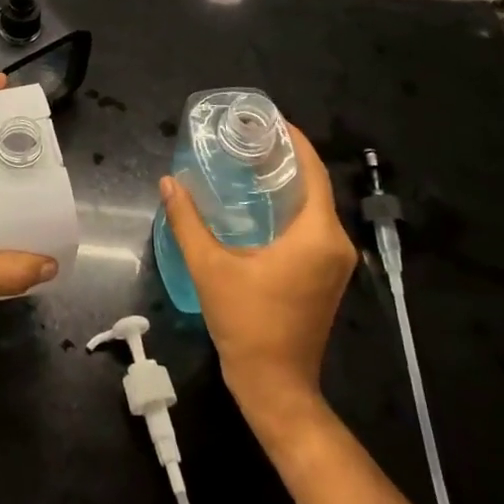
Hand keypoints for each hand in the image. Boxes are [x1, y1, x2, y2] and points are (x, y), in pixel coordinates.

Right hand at [159, 124, 355, 425]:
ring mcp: (334, 262)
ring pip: (314, 207)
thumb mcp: (210, 267)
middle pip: (315, 186)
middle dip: (285, 158)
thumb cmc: (247, 323)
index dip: (295, 140)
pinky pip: (312, 227)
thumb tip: (168, 182)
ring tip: (249, 162)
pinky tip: (259, 202)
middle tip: (248, 137)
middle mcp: (335, 244)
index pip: (313, 172)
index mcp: (316, 235)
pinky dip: (290, 207)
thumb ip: (187, 220)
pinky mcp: (326, 276)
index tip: (268, 118)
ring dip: (287, 183)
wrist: (275, 385)